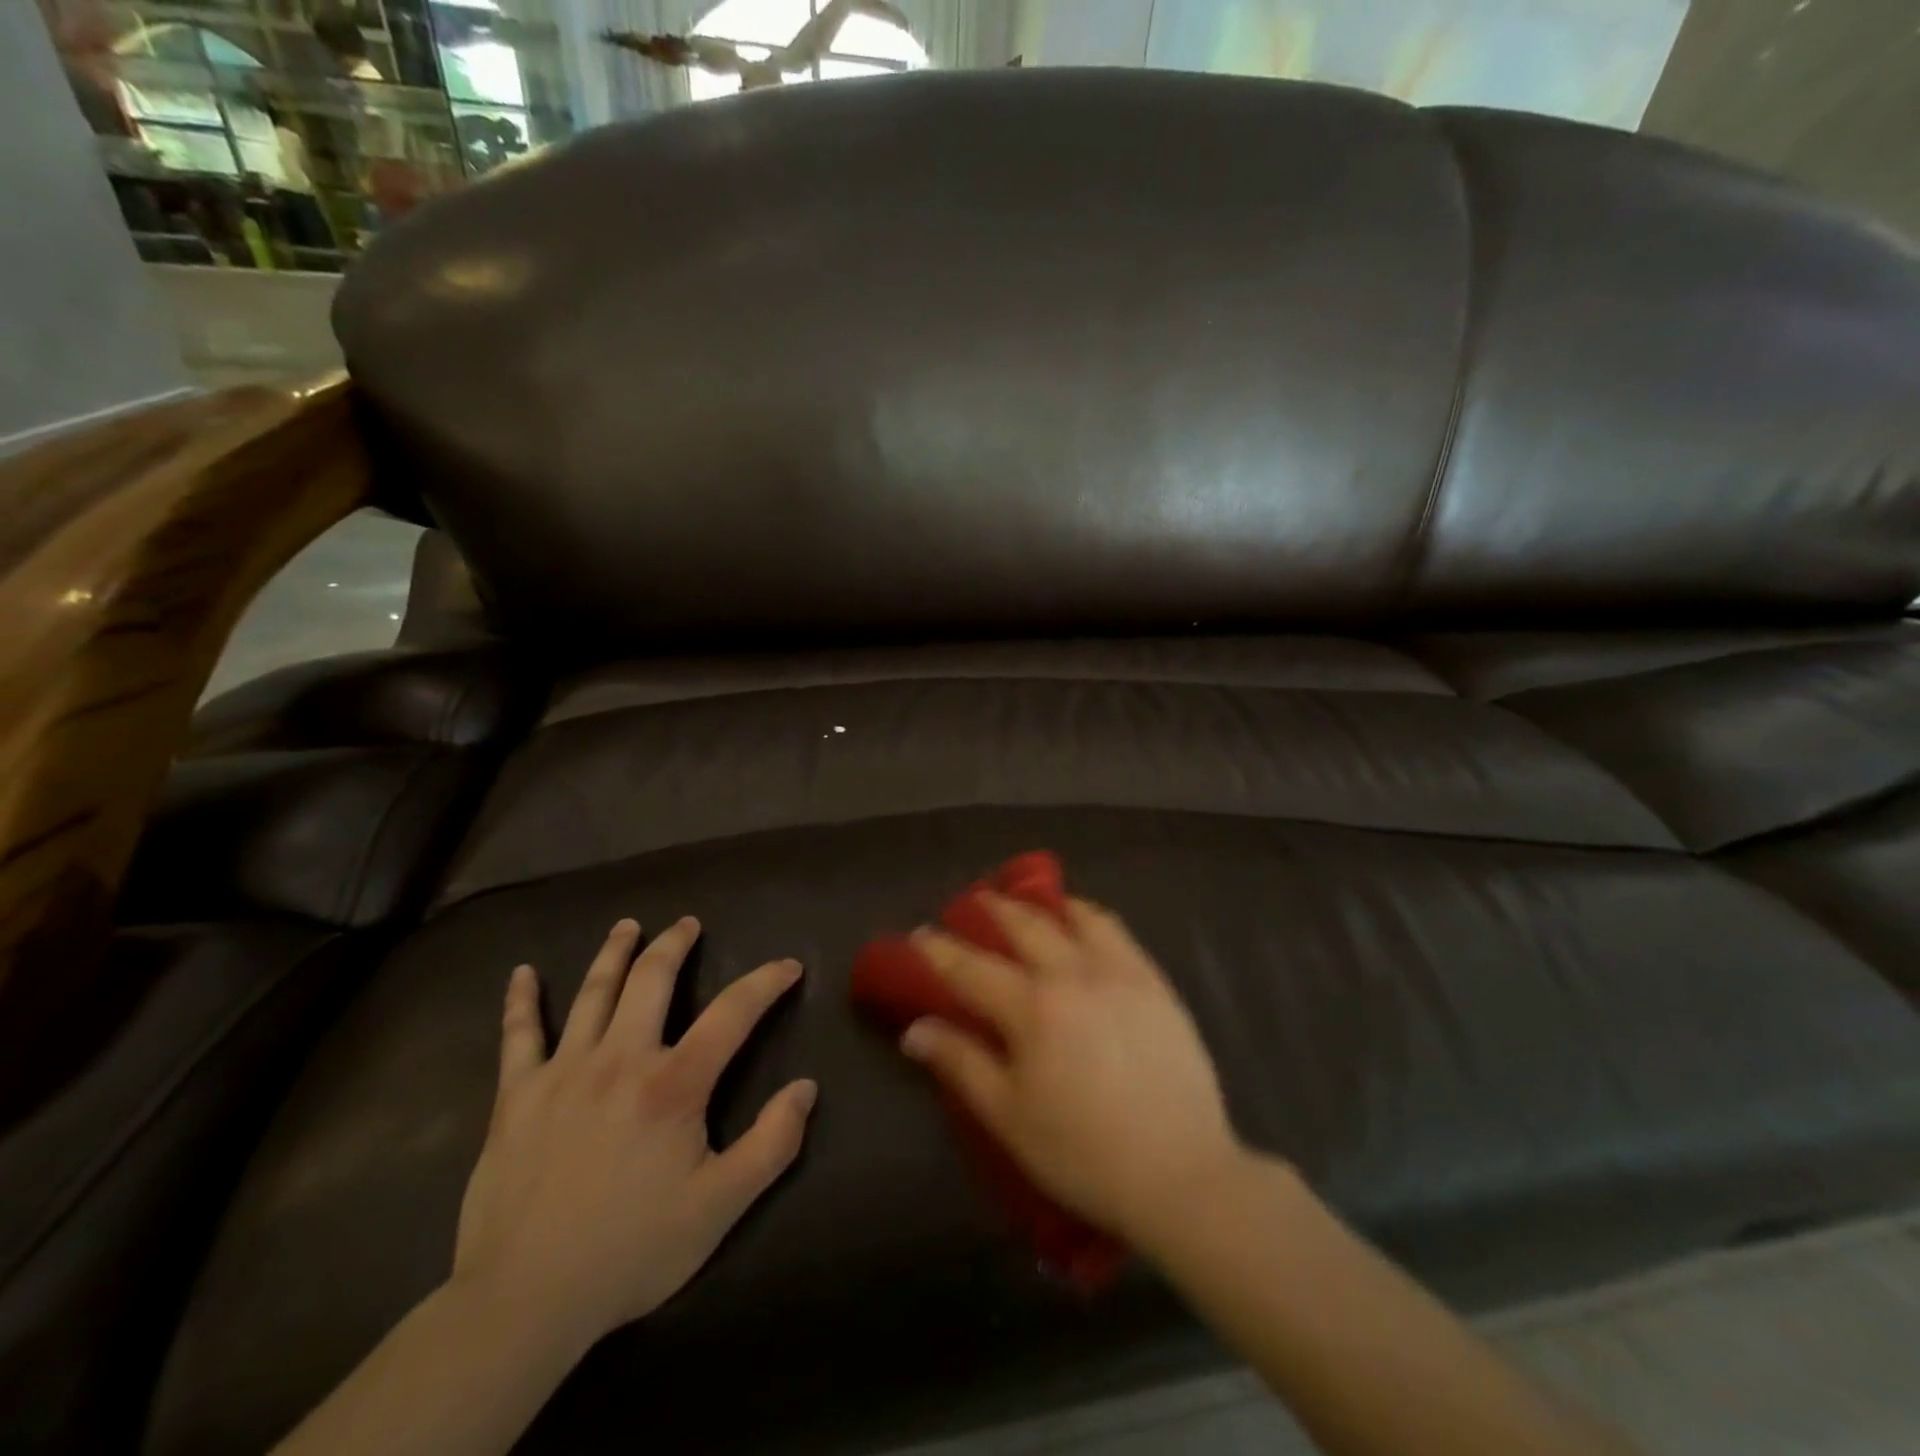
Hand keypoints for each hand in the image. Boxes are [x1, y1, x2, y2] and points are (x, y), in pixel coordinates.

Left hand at [451, 918, 815, 1352]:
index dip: (766, 982)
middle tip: (688, 924)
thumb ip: (772, 1143)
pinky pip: (518, 1035)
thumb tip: (806, 1088)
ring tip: (629, 926)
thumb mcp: (721, 1206)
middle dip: (675, 945)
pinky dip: (520, 1001)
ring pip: (593, 993)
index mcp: (674, 1084)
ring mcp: (563, 1071)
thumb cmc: (632, 1250)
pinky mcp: (517, 1096)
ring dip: (614, 953)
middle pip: (652, 980)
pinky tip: (521, 974)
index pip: (732, 1013)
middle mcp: (620, 1059)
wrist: (524, 1302)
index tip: (788, 965)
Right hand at [900, 896, 1244, 1253]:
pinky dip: (1092, 918)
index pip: (972, 968)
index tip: (919, 933)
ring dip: (1047, 905)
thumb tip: (916, 1029)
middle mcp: (1074, 974)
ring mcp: (1120, 973)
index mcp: (1032, 1008)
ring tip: (1034, 902)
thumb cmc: (1082, 1152)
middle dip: (995, 909)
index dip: (940, 950)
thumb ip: (961, 1064)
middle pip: (1026, 927)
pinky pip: (1118, 933)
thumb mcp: (1008, 1117)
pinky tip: (1087, 924)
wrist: (1180, 1173)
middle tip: (977, 900)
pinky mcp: (1155, 983)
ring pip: (1077, 918)